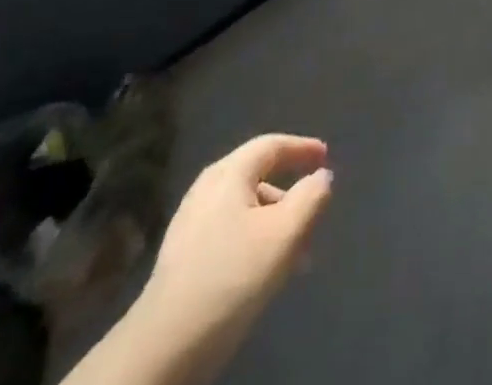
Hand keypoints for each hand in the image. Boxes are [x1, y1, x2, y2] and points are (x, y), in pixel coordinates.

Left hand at [66, 135, 332, 384]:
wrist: (165, 345)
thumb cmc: (232, 276)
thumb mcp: (284, 234)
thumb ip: (311, 198)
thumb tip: (322, 176)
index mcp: (228, 173)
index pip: (271, 145)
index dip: (302, 148)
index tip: (326, 156)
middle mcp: (206, 189)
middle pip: (258, 177)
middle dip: (290, 195)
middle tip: (314, 214)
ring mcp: (189, 223)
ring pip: (245, 210)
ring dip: (274, 223)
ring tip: (295, 256)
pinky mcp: (182, 257)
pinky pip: (229, 233)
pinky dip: (254, 240)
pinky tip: (264, 271)